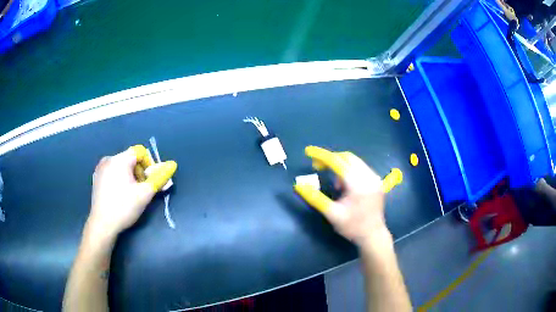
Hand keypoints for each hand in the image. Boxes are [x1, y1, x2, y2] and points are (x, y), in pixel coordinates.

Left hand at [87, 145, 176, 238]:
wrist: (102, 224)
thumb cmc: (124, 207)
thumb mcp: (145, 194)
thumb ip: (159, 177)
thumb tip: (172, 164)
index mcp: (120, 159)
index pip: (140, 152)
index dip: (149, 165)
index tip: (149, 182)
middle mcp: (108, 159)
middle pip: (130, 159)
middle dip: (139, 172)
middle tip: (140, 191)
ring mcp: (100, 168)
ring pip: (120, 166)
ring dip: (129, 176)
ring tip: (129, 194)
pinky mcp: (96, 178)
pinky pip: (112, 172)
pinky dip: (118, 179)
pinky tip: (118, 195)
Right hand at [294, 146, 396, 246]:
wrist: (373, 235)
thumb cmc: (352, 227)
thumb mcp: (331, 214)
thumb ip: (315, 198)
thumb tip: (298, 185)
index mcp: (358, 184)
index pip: (338, 162)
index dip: (322, 156)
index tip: (308, 151)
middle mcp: (369, 177)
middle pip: (347, 157)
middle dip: (331, 159)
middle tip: (318, 168)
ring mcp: (375, 178)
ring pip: (354, 161)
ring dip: (340, 166)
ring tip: (335, 185)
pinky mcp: (376, 181)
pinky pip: (360, 167)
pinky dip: (349, 170)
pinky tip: (345, 185)